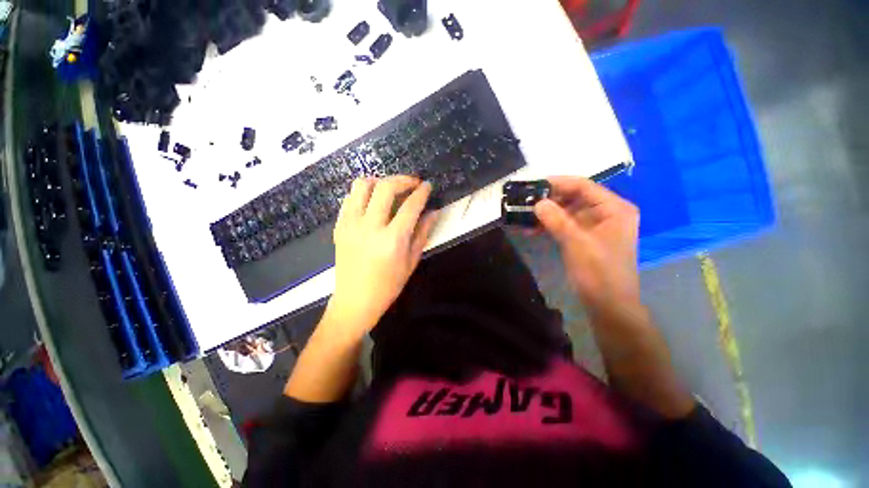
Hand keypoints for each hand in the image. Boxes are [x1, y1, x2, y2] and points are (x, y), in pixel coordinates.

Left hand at [325, 176, 438, 340]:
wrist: (354, 301)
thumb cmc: (388, 286)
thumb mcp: (411, 261)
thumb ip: (423, 233)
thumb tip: (433, 212)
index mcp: (392, 240)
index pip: (410, 206)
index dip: (422, 192)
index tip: (428, 185)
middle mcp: (370, 227)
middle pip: (385, 187)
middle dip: (403, 179)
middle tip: (413, 183)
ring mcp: (350, 225)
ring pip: (362, 185)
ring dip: (380, 181)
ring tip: (390, 189)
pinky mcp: (339, 226)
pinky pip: (349, 198)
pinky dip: (363, 194)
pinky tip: (373, 203)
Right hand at [534, 176, 639, 312]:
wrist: (608, 305)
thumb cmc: (599, 272)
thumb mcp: (577, 243)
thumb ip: (557, 220)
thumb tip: (537, 202)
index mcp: (614, 209)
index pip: (584, 186)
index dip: (558, 183)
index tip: (534, 184)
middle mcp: (606, 213)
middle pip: (574, 198)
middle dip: (549, 200)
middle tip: (525, 201)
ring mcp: (595, 226)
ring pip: (567, 212)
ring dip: (546, 214)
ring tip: (524, 216)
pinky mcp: (585, 238)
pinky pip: (565, 226)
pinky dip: (549, 226)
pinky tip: (531, 230)